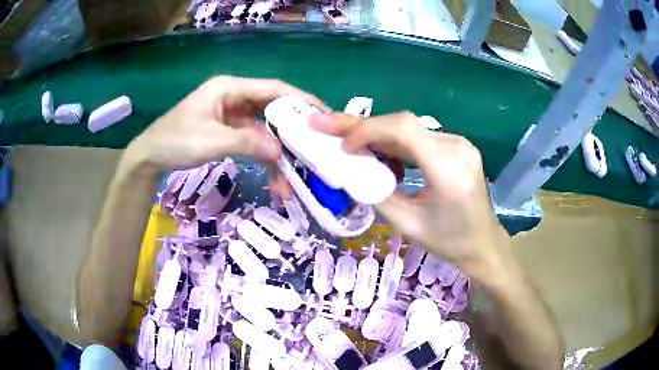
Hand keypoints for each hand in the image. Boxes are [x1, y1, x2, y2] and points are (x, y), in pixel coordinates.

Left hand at [124, 76, 325, 172]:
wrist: (150, 157)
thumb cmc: (176, 141)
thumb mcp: (211, 141)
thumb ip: (247, 143)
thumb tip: (280, 152)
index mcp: (229, 87)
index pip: (273, 88)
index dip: (299, 99)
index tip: (322, 113)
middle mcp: (234, 96)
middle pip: (271, 108)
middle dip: (291, 129)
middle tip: (313, 145)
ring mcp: (231, 114)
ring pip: (263, 128)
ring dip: (276, 149)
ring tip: (291, 173)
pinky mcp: (227, 130)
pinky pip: (252, 139)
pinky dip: (262, 155)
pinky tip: (273, 173)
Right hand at [310, 112, 509, 279]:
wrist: (484, 243)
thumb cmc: (449, 243)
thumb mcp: (408, 224)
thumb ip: (378, 193)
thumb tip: (352, 169)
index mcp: (449, 171)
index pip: (404, 130)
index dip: (368, 130)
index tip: (344, 147)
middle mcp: (458, 148)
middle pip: (403, 125)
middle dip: (362, 126)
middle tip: (326, 125)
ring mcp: (460, 144)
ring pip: (409, 129)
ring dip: (377, 134)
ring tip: (348, 143)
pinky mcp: (458, 146)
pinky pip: (419, 137)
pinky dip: (394, 142)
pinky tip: (379, 153)